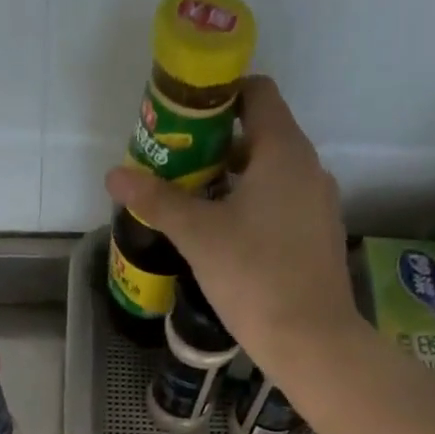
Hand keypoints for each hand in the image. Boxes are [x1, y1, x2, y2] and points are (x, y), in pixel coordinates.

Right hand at [105, 75, 358, 369]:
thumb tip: (115, 175)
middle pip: (262, 136)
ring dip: (236, 182)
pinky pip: (284, 207)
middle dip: (218, 146)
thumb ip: (158, 201)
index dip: (219, 97)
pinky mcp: (320, 239)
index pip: (257, 93)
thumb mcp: (198, 236)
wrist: (310, 340)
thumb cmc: (254, 276)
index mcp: (283, 150)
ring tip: (197, 207)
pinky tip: (230, 242)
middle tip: (178, 168)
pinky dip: (256, 209)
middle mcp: (309, 168)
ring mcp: (320, 205)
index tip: (184, 121)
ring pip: (273, 176)